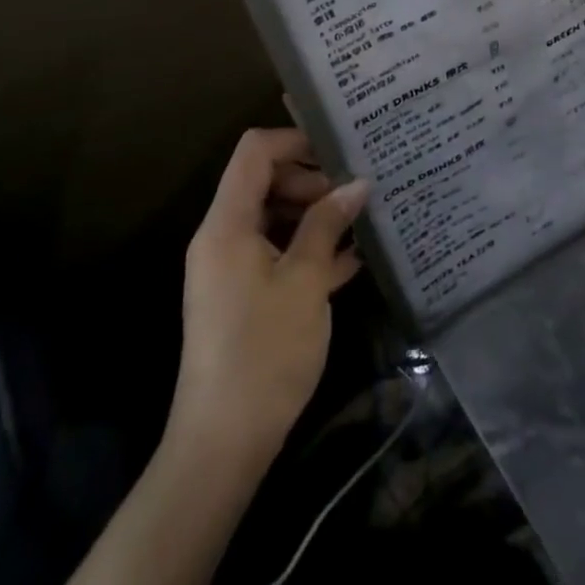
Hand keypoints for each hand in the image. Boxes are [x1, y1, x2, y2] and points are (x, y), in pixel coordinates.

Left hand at [170, 127, 368, 472]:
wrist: (223, 444)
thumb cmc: (264, 352)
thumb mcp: (305, 281)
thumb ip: (328, 225)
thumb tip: (357, 183)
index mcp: (227, 224)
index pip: (254, 151)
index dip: (296, 140)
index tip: (340, 151)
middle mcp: (223, 237)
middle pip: (265, 180)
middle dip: (312, 180)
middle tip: (356, 194)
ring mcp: (231, 268)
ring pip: (274, 217)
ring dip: (315, 215)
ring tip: (362, 221)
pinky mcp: (242, 295)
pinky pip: (276, 252)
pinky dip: (308, 248)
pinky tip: (352, 259)